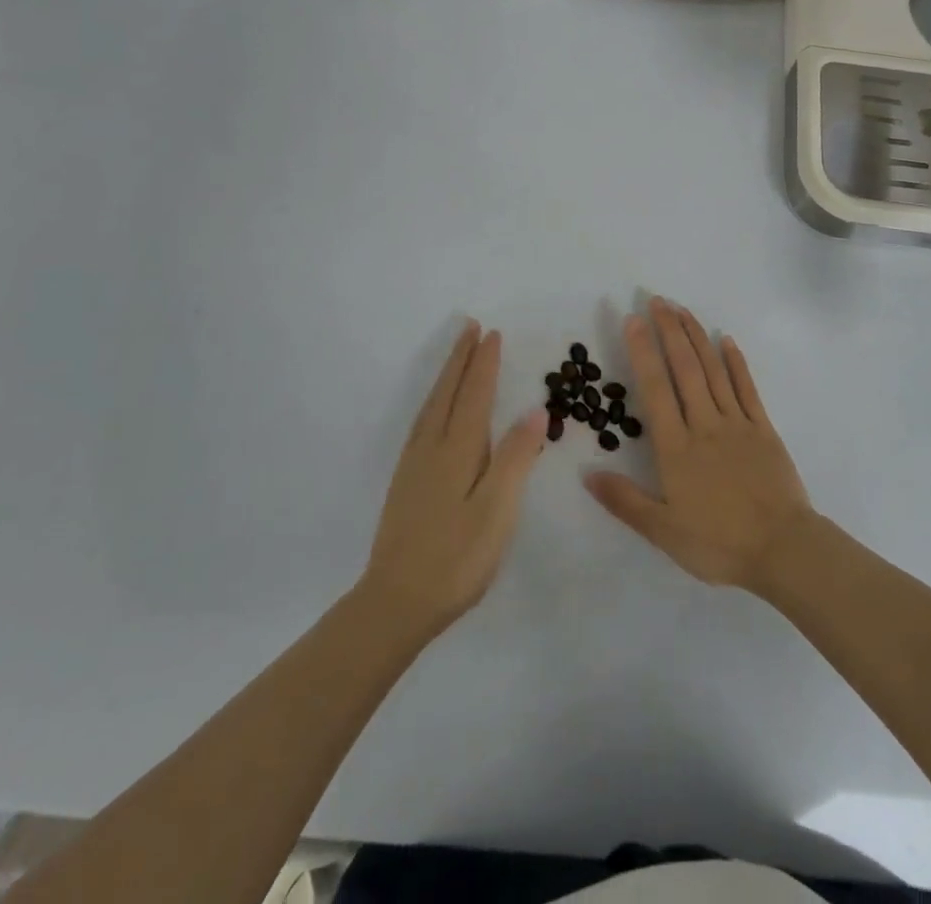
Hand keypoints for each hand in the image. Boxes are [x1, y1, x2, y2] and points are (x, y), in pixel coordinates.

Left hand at [358, 322, 544, 639]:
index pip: (474, 394)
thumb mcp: (497, 510)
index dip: (484, 364)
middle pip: (448, 392)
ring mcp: (414, 465)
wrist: (395, 602)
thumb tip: (535, 409)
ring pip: (432, 405)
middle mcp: (431, 447)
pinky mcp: (406, 482)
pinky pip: (423, 422)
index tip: (492, 333)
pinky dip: (434, 401)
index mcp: (457, 450)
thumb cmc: (456, 558)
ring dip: (446, 376)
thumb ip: (516, 457)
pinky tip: (436, 410)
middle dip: (461, 359)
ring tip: (456, 357)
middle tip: (470, 328)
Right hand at [585, 298, 815, 592]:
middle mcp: (704, 424)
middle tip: (657, 299)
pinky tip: (727, 340)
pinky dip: (736, 362)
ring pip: (713, 370)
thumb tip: (587, 473)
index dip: (643, 351)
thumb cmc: (719, 543)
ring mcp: (737, 423)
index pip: (655, 388)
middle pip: (684, 368)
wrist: (782, 549)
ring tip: (682, 309)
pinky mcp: (763, 428)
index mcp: (676, 447)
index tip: (633, 319)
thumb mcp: (663, 530)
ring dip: (696, 337)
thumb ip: (625, 500)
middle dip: (669, 330)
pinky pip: (747, 387)